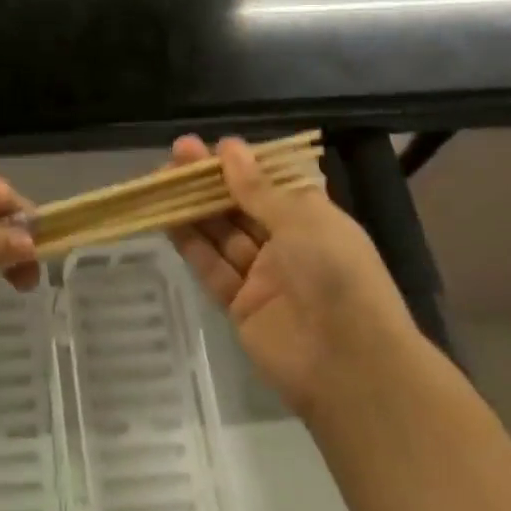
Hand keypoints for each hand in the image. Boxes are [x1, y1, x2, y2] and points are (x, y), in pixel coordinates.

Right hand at [167, 135, 413, 415]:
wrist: (349, 364)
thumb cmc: (336, 275)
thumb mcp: (302, 220)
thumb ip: (257, 188)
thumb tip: (229, 148)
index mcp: (313, 220)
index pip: (270, 184)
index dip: (239, 165)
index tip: (208, 147)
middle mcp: (287, 245)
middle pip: (241, 206)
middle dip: (210, 181)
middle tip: (176, 154)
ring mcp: (262, 276)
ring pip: (222, 234)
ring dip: (194, 207)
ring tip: (161, 179)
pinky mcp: (239, 305)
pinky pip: (211, 267)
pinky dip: (190, 244)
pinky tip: (166, 218)